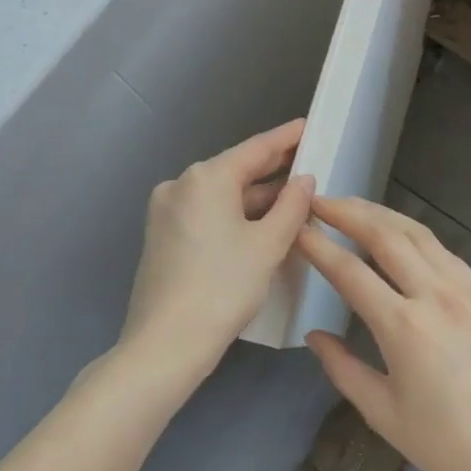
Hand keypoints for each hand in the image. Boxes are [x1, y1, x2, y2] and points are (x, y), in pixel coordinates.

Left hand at [119, 120, 314, 385]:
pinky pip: (207, 212)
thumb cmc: (224, 287)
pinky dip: (235, 214)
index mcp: (206, 177)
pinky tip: (262, 222)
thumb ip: (292, 206)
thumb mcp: (268, 245)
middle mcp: (181, 184)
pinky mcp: (163, 235)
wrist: (165, 345)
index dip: (286, 138)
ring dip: (256, 197)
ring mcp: (167, 210)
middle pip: (236, 170)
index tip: (308, 125)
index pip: (256, 149)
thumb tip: (304, 180)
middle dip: (272, 170)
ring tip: (294, 196)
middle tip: (308, 162)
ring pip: (221, 194)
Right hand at [299, 197, 470, 470]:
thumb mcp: (382, 413)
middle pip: (386, 235)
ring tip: (356, 207)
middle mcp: (436, 295)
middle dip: (349, 212)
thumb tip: (316, 334)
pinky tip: (404, 240)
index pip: (350, 271)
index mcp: (404, 326)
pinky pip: (447, 254)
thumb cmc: (445, 445)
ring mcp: (469, 289)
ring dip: (383, 215)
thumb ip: (343, 368)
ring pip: (420, 234)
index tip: (299, 226)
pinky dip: (417, 238)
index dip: (320, 245)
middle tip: (321, 200)